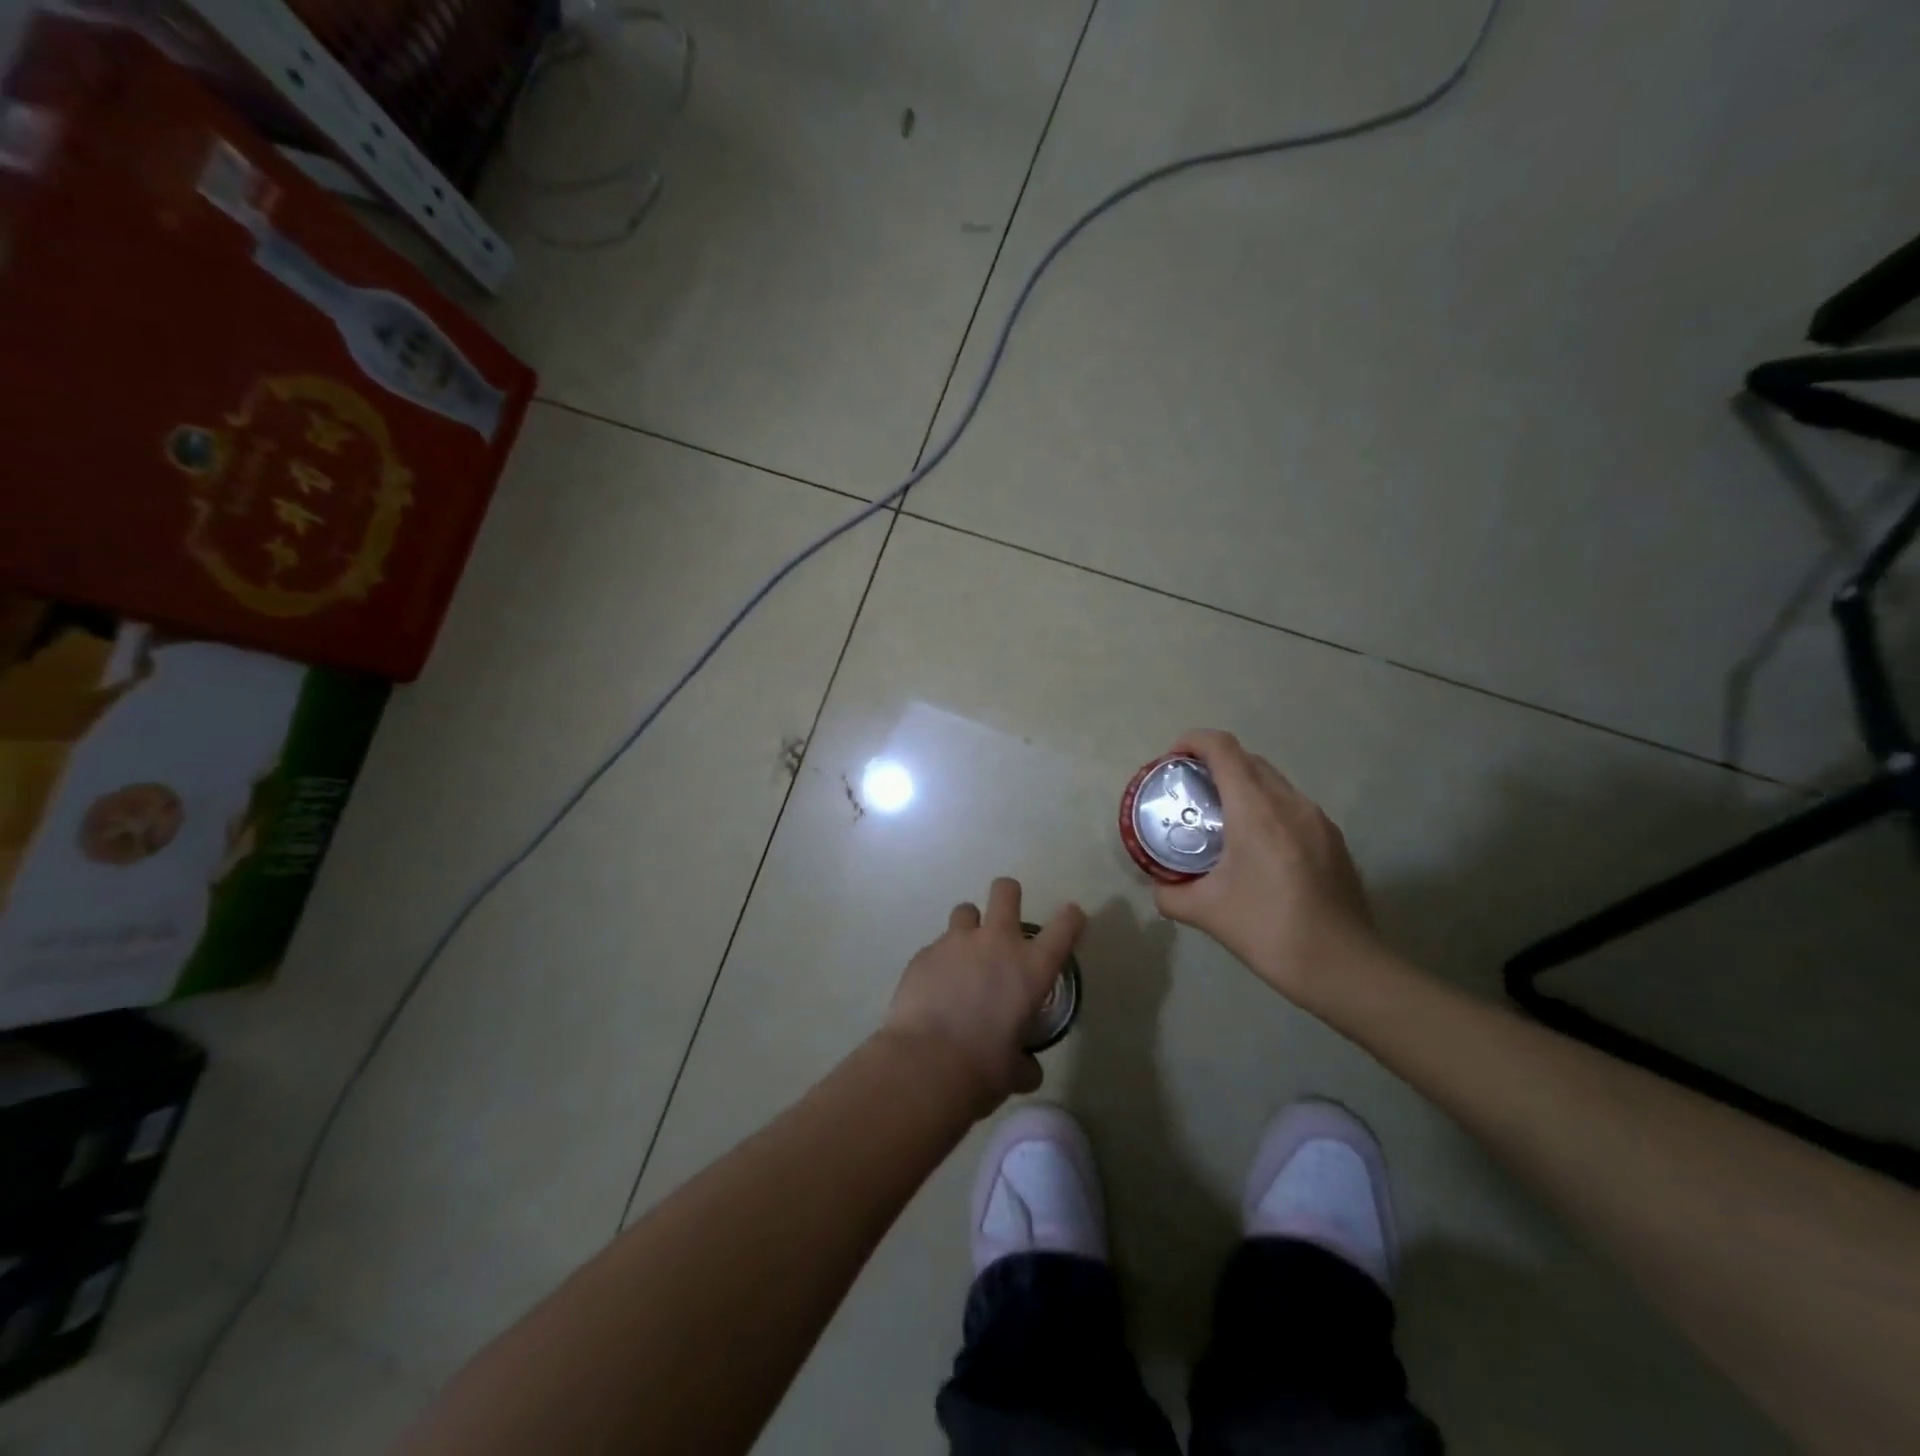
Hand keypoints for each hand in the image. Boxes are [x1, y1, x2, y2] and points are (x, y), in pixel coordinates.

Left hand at [882, 878, 1085, 1113]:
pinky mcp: (923, 953)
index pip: (1064, 926)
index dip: (1070, 918)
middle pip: (1006, 892)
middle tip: (1005, 918)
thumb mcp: (1015, 1071)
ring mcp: (956, 942)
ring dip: (969, 928)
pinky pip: (936, 947)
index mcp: (1031, 968)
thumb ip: (1024, 1062)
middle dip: (1008, 895)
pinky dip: (940, 962)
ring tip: (964, 957)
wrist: (925, 1065)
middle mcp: (996, 943)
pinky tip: (934, 990)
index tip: (1070, 919)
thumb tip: (1025, 1067)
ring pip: (965, 911)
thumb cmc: (982, 1070)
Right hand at [1151, 730, 1381, 1000]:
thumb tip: (1158, 887)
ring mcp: (1318, 819)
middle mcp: (1290, 803)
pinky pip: (1292, 806)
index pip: (1222, 748)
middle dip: (1214, 763)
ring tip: (1220, 817)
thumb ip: (1171, 894)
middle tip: (1189, 791)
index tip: (1171, 759)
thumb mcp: (1206, 913)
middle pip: (1248, 759)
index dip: (1193, 741)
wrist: (1344, 967)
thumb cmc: (1269, 931)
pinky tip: (1256, 847)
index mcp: (1256, 809)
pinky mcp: (1333, 839)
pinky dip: (1266, 807)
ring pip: (1273, 781)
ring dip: (1243, 785)